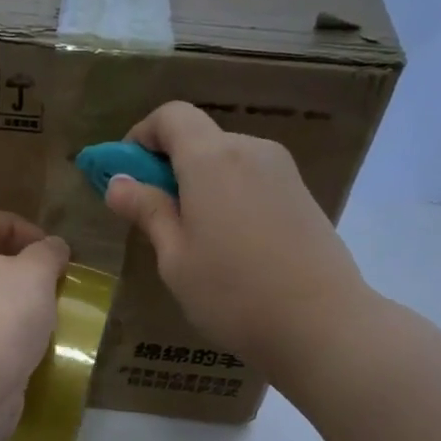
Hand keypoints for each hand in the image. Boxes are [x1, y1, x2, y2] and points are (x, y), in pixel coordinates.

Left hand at [0, 207, 69, 440]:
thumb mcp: (34, 272)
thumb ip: (47, 253)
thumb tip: (53, 247)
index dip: (12, 222)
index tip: (44, 244)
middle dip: (22, 269)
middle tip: (54, 282)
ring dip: (21, 308)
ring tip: (54, 318)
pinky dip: (15, 342)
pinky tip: (40, 351)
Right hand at [103, 101, 378, 369]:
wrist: (323, 324)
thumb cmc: (233, 293)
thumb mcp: (175, 258)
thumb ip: (148, 212)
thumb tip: (117, 183)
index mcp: (212, 159)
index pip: (171, 116)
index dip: (142, 136)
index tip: (125, 175)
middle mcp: (250, 150)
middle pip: (199, 137)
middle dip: (168, 164)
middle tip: (152, 214)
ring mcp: (282, 171)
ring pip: (226, 160)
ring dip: (198, 182)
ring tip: (191, 237)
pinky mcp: (301, 195)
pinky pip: (251, 179)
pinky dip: (227, 195)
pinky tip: (228, 244)